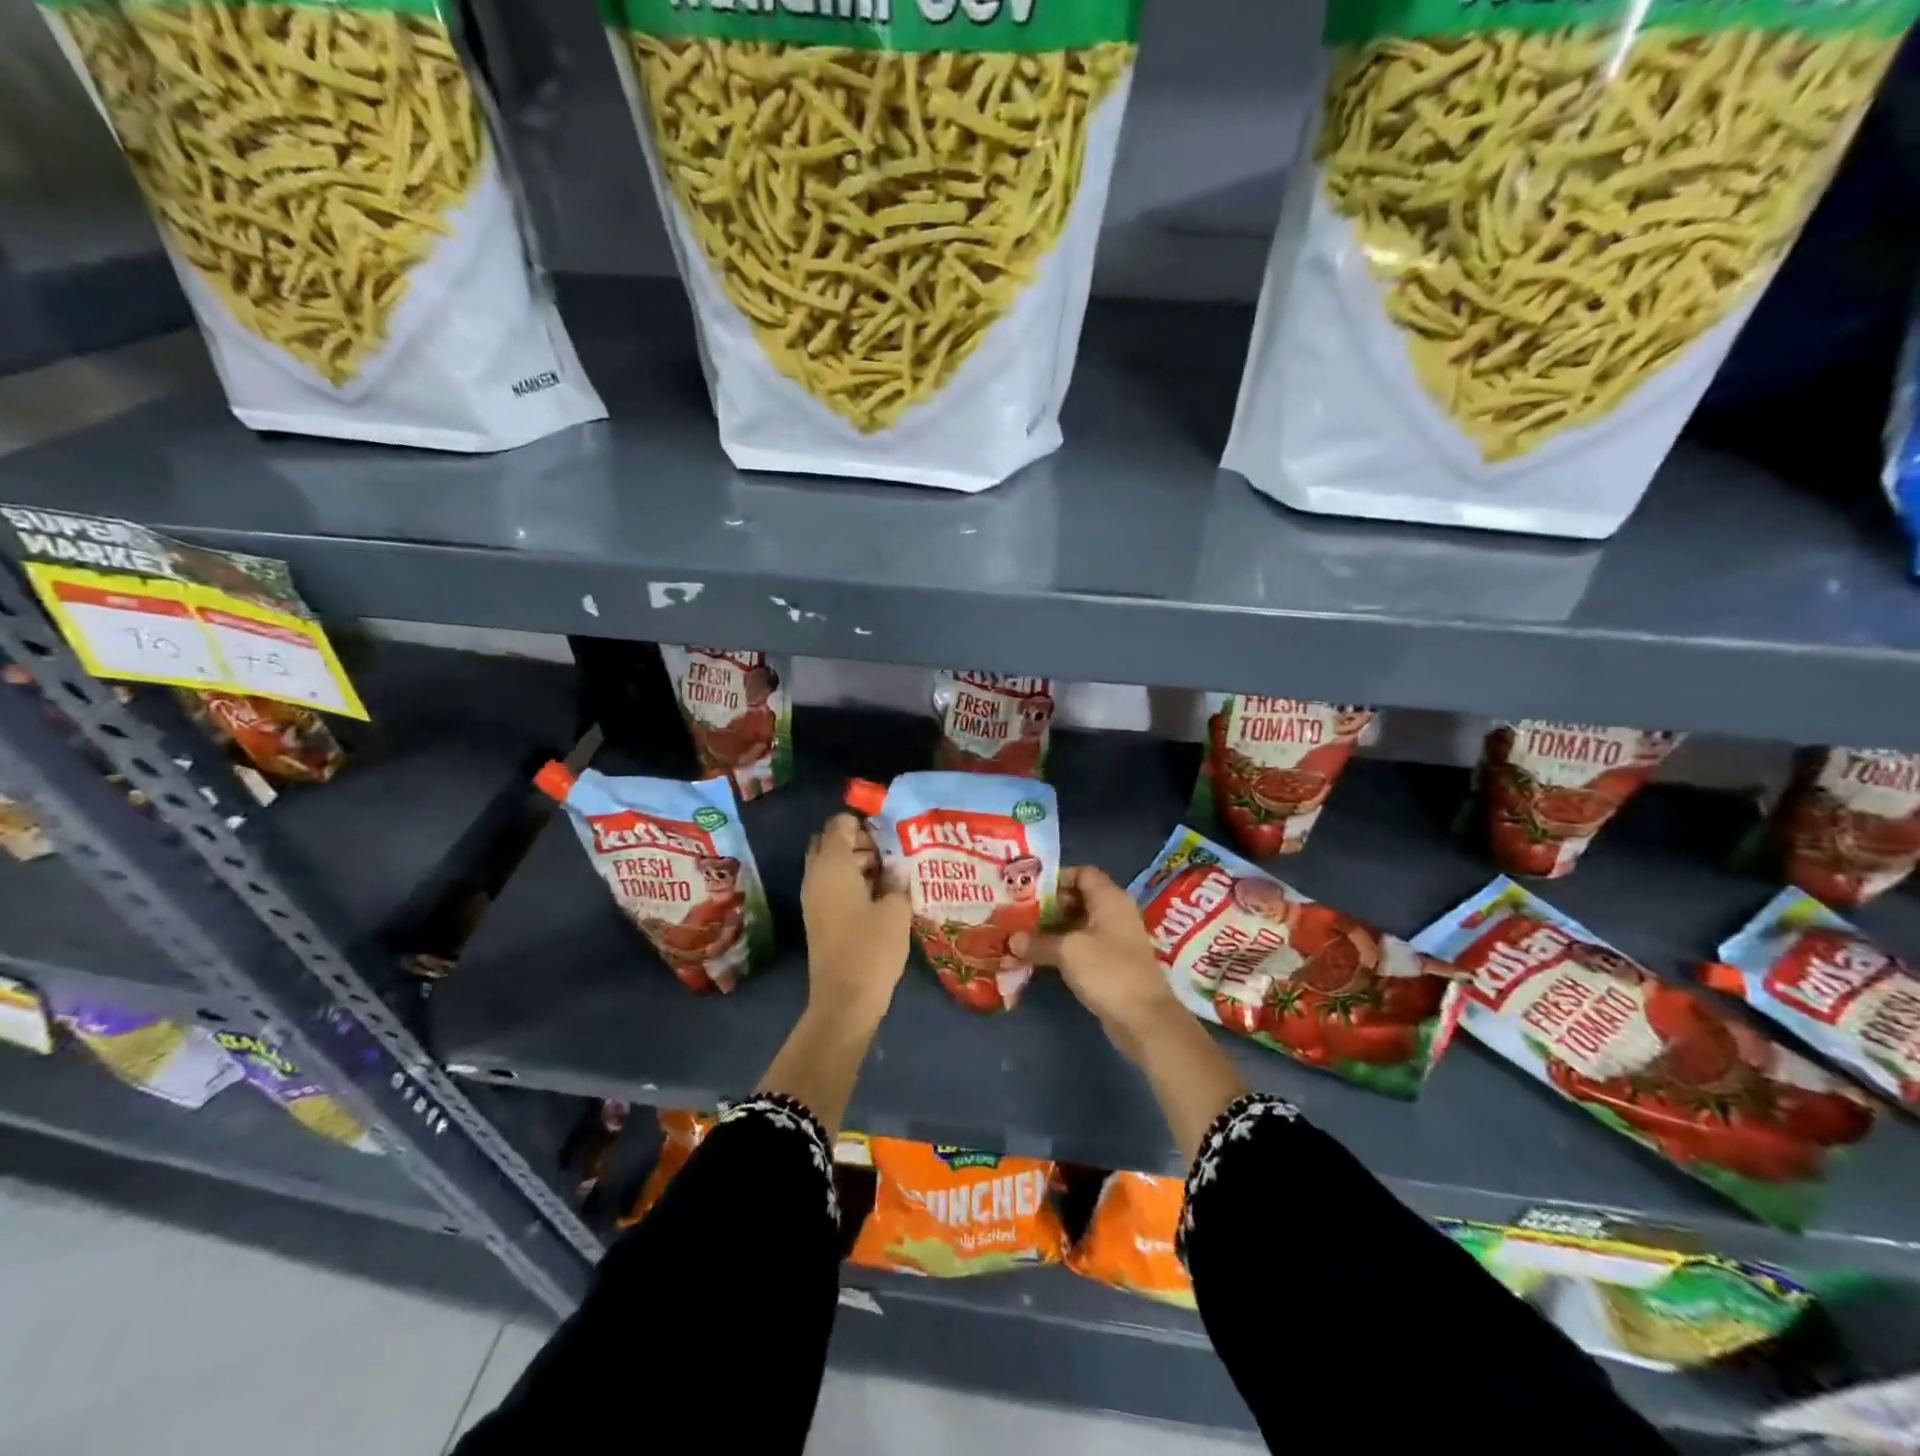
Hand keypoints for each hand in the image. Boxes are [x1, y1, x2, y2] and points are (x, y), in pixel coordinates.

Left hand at [802, 813, 911, 1026]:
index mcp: (832, 865)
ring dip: (854, 861)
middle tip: (888, 852)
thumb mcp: (896, 909)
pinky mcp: (817, 917)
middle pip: (829, 842)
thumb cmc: (872, 948)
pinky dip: (849, 880)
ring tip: (889, 873)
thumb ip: (897, 880)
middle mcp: (815, 875)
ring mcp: (813, 898)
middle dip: (856, 840)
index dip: (863, 822)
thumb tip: (897, 867)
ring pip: (828, 864)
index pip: (838, 823)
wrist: (844, 1000)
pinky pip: (830, 884)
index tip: (890, 833)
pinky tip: (878, 894)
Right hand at [1012, 866, 1184, 1058]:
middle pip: (1079, 897)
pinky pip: (1084, 945)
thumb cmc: (1107, 971)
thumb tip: (1012, 940)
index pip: (1083, 872)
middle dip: (1050, 905)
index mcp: (1110, 898)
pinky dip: (1064, 947)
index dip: (1057, 878)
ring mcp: (1116, 939)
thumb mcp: (1067, 951)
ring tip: (1024, 933)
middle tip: (1020, 912)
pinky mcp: (1113, 962)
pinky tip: (1041, 956)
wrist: (1144, 1018)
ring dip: (1054, 928)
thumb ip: (1038, 942)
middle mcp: (1115, 913)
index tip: (1030, 889)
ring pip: (1080, 923)